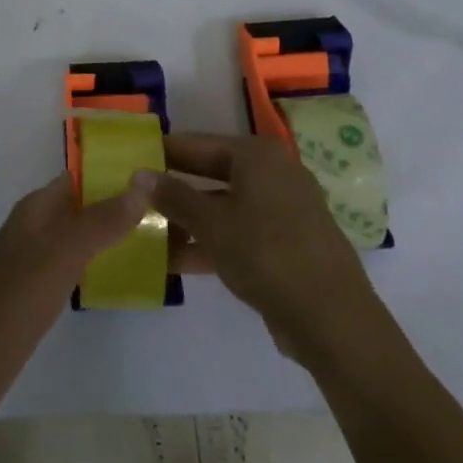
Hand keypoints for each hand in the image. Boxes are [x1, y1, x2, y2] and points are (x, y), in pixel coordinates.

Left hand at [0, 172, 155, 412]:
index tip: (158, 175)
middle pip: (83, 206)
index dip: (114, 172)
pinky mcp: (37, 296)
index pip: (80, 177)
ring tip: (161, 241)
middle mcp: (36, 229)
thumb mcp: (61, 255)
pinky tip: (126, 277)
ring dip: (113, 235)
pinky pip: (76, 269)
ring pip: (81, 238)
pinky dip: (100, 265)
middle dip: (120, 205)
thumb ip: (100, 221)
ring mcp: (35, 264)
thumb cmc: (13, 299)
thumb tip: (141, 183)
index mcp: (36, 209)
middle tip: (171, 211)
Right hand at [139, 134, 380, 365]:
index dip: (163, 152)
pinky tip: (175, 261)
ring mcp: (283, 210)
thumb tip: (138, 174)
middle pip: (211, 174)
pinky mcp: (286, 244)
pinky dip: (210, 242)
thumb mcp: (211, 224)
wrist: (332, 319)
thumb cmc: (266, 254)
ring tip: (147, 234)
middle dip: (174, 190)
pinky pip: (239, 232)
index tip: (131, 158)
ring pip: (224, 207)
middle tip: (135, 196)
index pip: (197, 143)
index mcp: (257, 155)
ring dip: (187, 221)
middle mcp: (273, 174)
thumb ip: (173, 196)